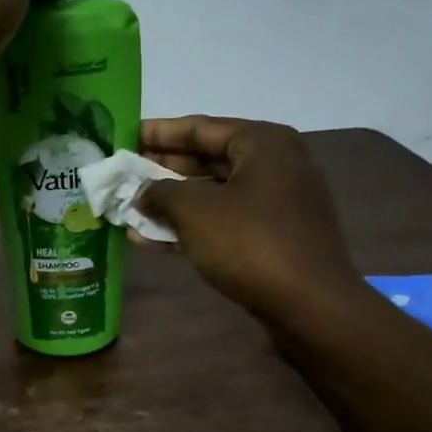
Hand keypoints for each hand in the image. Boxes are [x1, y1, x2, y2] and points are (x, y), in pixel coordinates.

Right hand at [136, 117, 360, 325]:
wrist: (308, 303)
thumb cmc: (250, 242)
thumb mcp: (195, 210)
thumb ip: (160, 193)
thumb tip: (142, 193)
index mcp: (262, 143)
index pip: (200, 127)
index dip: (158, 132)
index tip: (124, 136)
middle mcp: (273, 165)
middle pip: (206, 159)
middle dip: (161, 170)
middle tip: (123, 175)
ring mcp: (275, 204)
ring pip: (212, 195)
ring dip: (170, 204)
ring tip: (127, 210)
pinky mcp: (271, 238)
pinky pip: (222, 223)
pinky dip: (189, 228)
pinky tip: (148, 240)